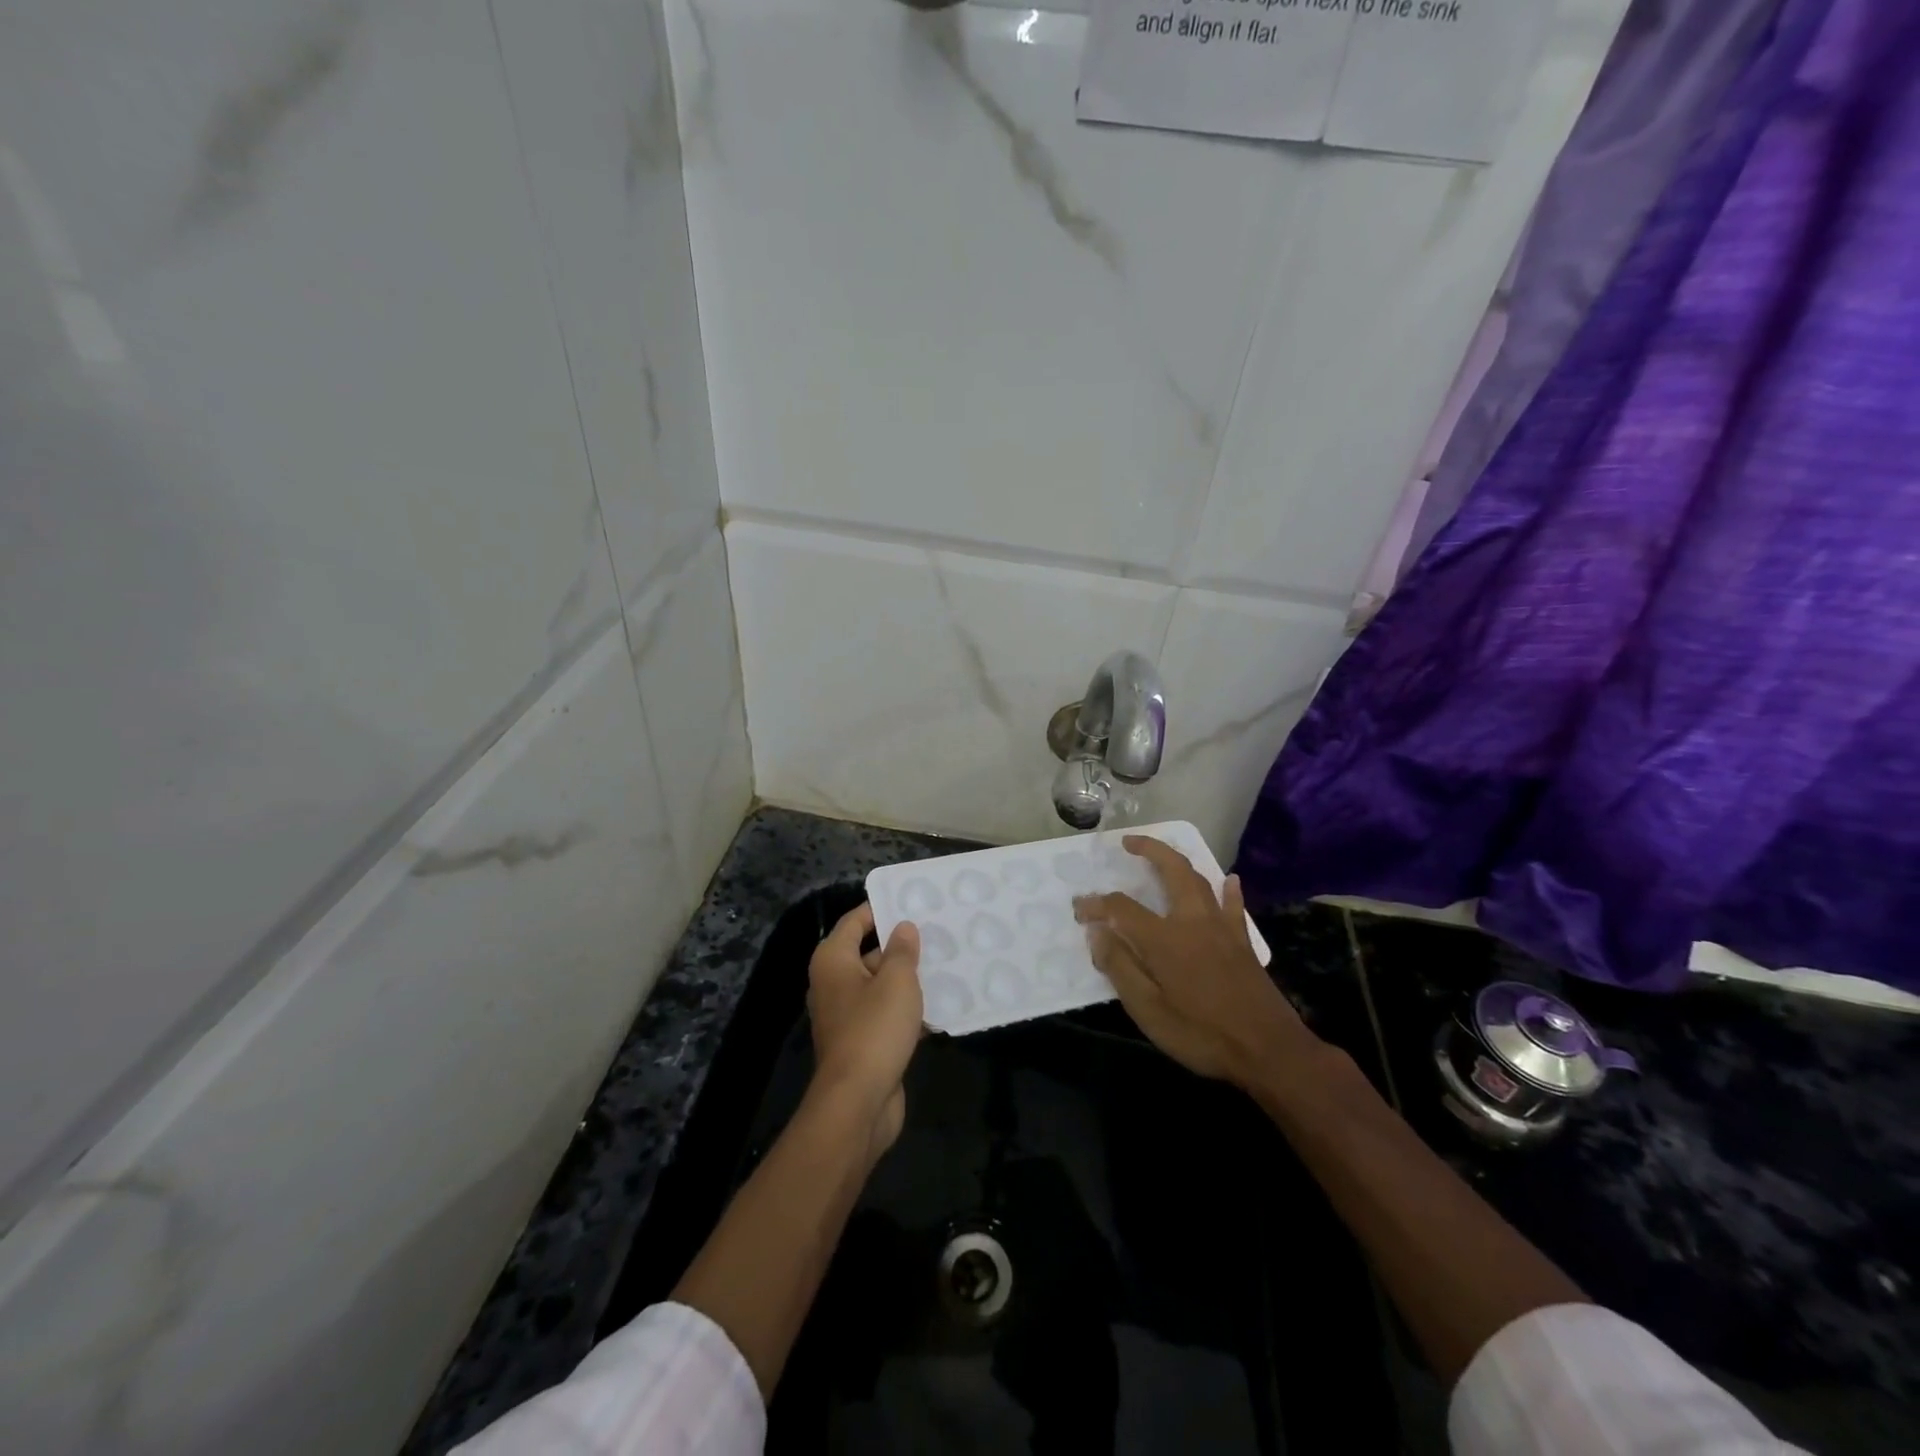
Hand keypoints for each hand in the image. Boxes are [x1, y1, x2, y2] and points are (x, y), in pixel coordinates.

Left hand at [806, 904, 923, 1160]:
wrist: (858, 1103)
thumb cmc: (874, 1029)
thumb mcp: (896, 981)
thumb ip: (901, 950)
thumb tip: (902, 928)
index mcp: (833, 961)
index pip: (855, 921)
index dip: (880, 909)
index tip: (911, 901)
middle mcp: (833, 983)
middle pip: (868, 953)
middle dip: (900, 945)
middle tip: (937, 933)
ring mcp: (846, 1015)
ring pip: (880, 986)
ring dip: (907, 979)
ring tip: (945, 965)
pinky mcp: (862, 1042)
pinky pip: (885, 1014)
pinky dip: (907, 1010)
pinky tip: (939, 1006)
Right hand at [1074, 837, 1317, 1086]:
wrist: (1268, 1050)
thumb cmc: (1202, 1034)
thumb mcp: (1148, 1011)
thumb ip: (1120, 967)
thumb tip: (1097, 933)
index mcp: (1164, 938)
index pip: (1121, 908)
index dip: (1096, 905)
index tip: (1079, 910)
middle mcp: (1193, 921)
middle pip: (1172, 870)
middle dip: (1149, 849)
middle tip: (1128, 842)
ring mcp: (1222, 928)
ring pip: (1200, 880)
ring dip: (1179, 861)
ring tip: (1163, 854)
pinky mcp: (1242, 941)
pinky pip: (1233, 904)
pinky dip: (1228, 889)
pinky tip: (1229, 880)